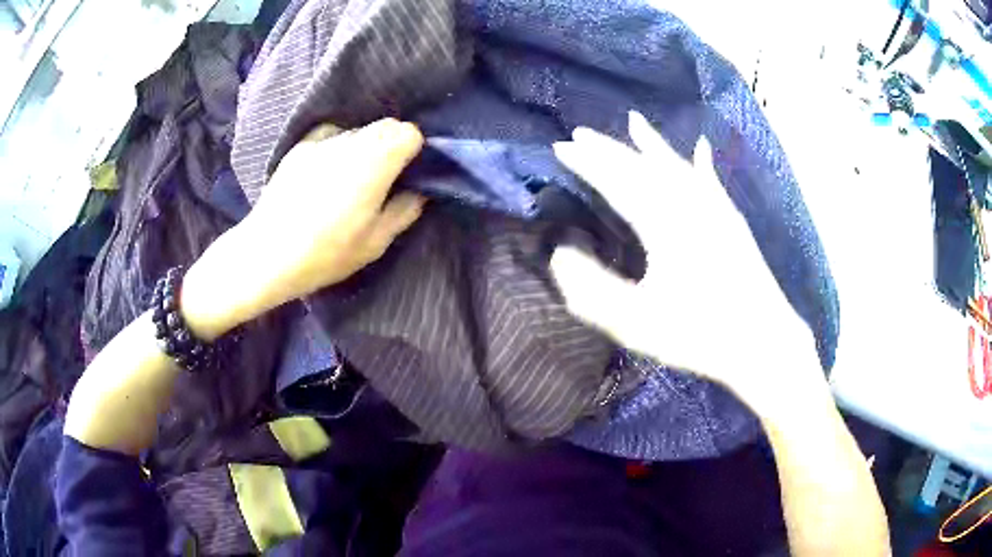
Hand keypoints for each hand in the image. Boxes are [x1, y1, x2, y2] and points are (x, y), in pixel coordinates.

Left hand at [182, 118, 425, 338]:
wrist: (266, 254)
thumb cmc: (326, 252)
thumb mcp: (376, 242)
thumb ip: (405, 210)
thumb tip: (419, 191)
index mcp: (375, 161)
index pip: (408, 132)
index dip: (414, 151)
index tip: (407, 175)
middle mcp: (350, 141)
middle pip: (385, 126)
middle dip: (392, 147)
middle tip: (383, 181)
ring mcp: (321, 141)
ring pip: (358, 132)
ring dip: (364, 148)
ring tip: (350, 183)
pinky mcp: (299, 148)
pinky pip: (330, 137)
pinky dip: (337, 148)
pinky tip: (325, 176)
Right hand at [551, 112, 820, 415]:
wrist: (763, 342)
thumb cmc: (700, 335)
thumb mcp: (636, 322)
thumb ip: (592, 290)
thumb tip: (559, 255)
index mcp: (663, 224)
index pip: (617, 182)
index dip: (587, 163)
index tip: (560, 147)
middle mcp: (689, 205)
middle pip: (643, 167)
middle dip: (610, 148)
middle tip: (581, 132)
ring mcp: (714, 210)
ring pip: (677, 166)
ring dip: (653, 145)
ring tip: (635, 122)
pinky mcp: (732, 222)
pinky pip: (711, 182)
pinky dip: (702, 164)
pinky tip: (701, 147)